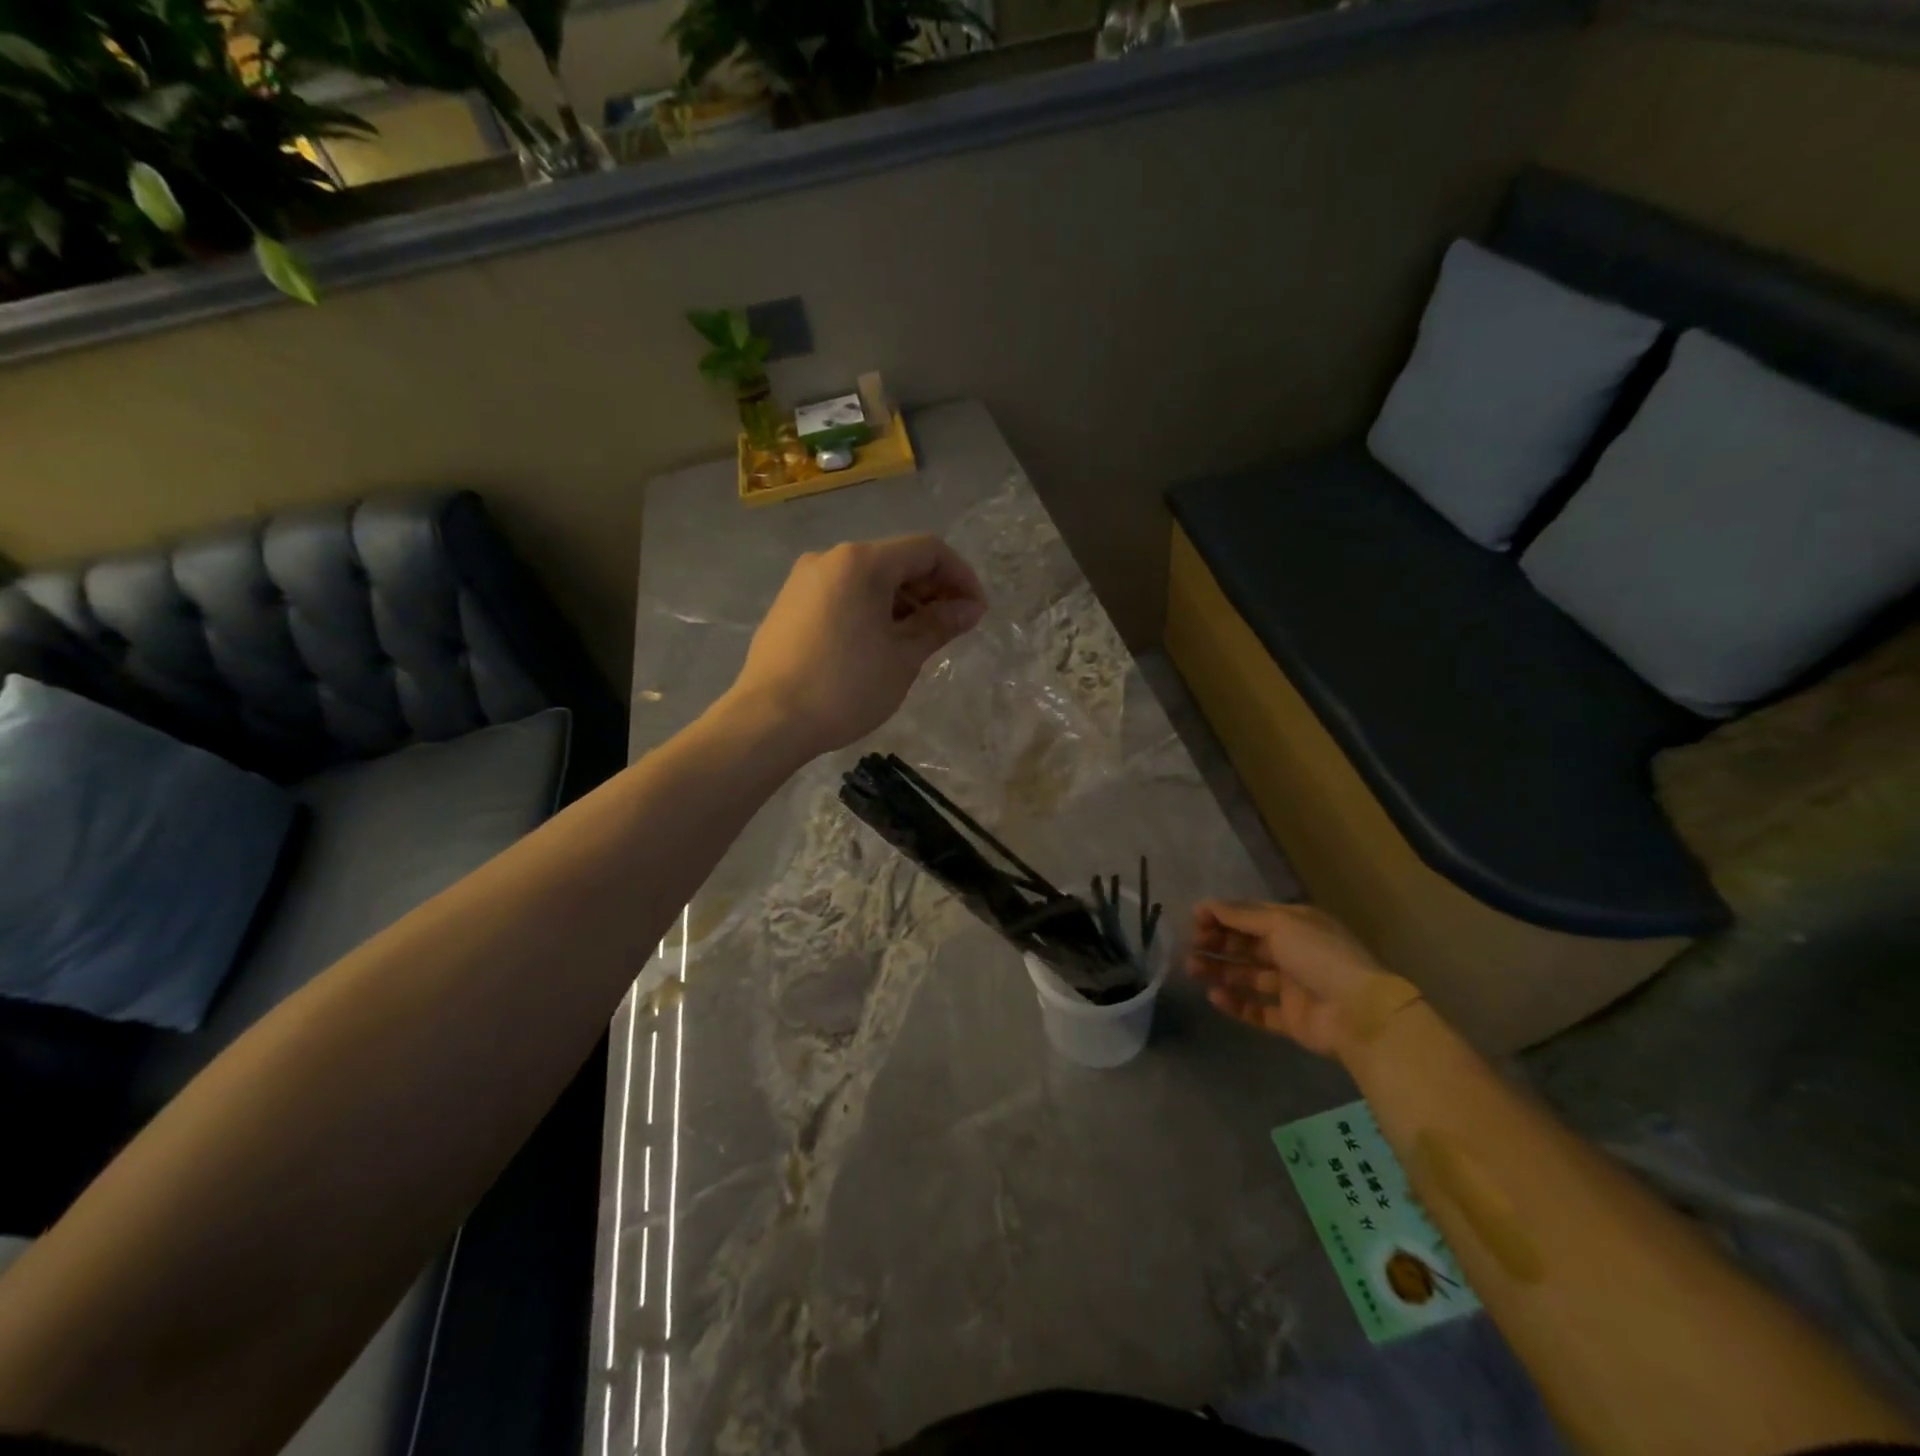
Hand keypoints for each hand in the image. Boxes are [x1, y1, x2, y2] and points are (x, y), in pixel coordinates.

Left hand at [730, 535, 986, 757]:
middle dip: (932, 589)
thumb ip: (940, 624)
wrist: (768, 721)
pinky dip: (872, 608)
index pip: (927, 550)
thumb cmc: (844, 687)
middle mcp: (831, 558)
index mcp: (862, 562)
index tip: (976, 612)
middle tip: (953, 628)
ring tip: (919, 640)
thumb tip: (970, 608)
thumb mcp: (903, 657)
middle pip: (897, 560)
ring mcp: (805, 580)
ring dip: (903, 601)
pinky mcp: (790, 603)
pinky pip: (843, 593)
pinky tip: (880, 643)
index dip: (961, 576)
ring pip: (869, 578)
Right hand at [1186, 900, 1407, 1057]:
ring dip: (1220, 971)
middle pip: (1247, 946)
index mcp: (1295, 925)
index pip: (1251, 917)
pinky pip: (1258, 1010)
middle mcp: (1293, 953)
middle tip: (1191, 947)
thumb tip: (1205, 904)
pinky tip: (1215, 997)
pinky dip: (1236, 1004)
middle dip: (1217, 944)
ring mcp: (1293, 988)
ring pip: (1249, 977)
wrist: (1358, 1013)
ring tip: (1192, 971)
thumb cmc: (1318, 956)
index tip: (1194, 920)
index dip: (1222, 916)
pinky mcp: (1291, 1019)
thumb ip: (1240, 915)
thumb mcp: (1280, 924)